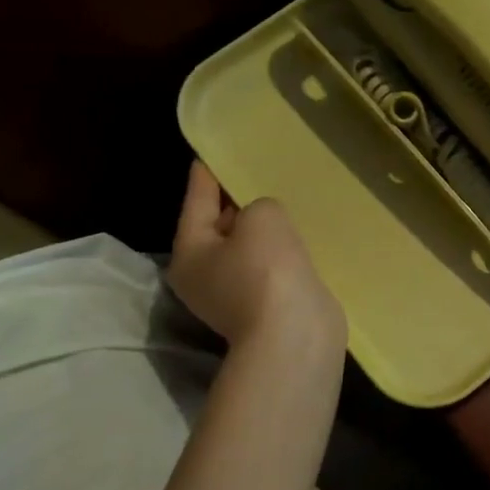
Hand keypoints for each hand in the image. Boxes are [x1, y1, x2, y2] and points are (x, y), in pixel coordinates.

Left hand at [170, 162, 344, 352]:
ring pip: (246, 251)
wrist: (296, 337)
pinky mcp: (266, 309)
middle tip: (256, 173)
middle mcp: (204, 277)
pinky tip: (299, 237)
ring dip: (262, 231)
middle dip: (236, 203)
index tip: (212, 152)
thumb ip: (260, 206)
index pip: (196, 200)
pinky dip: (281, 253)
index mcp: (190, 253)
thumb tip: (264, 223)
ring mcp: (235, 298)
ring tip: (283, 203)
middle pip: (217, 228)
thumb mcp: (262, 218)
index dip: (206, 173)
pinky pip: (270, 269)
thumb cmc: (267, 271)